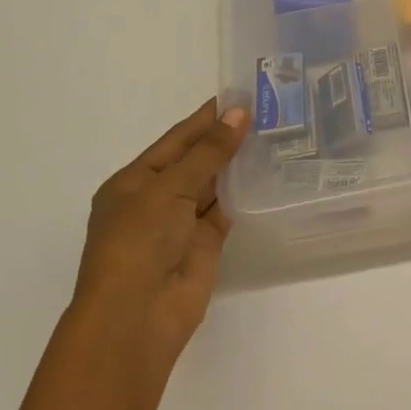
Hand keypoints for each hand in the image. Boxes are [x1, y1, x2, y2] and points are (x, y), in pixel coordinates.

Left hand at [73, 100, 248, 376]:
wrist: (137, 316)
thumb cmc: (138, 242)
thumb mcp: (169, 188)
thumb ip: (208, 152)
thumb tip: (239, 113)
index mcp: (134, 181)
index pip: (176, 139)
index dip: (206, 117)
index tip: (239, 93)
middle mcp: (157, 199)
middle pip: (196, 160)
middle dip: (226, 138)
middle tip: (267, 110)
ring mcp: (182, 223)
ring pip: (214, 184)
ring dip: (239, 163)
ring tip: (276, 133)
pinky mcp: (206, 244)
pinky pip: (227, 210)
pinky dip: (246, 192)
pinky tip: (271, 172)